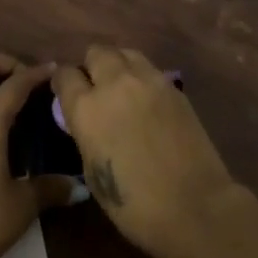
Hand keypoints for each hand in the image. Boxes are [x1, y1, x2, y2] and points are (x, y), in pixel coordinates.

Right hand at [51, 46, 237, 257]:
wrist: (194, 206)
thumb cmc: (134, 204)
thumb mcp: (92, 173)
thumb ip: (86, 135)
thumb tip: (88, 122)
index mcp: (87, 108)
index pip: (65, 75)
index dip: (63, 83)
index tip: (66, 94)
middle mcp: (115, 84)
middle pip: (96, 52)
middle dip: (91, 66)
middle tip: (96, 88)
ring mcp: (148, 81)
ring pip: (125, 53)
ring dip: (118, 65)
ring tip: (121, 87)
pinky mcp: (174, 87)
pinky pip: (149, 69)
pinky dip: (141, 77)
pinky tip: (146, 100)